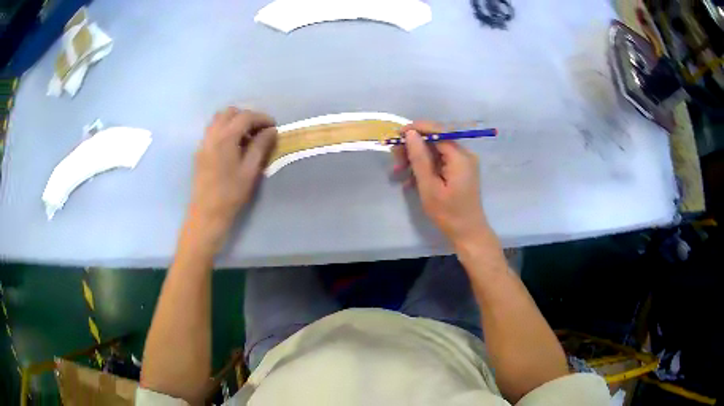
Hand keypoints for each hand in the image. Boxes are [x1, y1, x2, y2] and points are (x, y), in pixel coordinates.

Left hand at [187, 107, 276, 247]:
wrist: (207, 213)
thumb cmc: (231, 194)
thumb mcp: (250, 170)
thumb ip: (260, 146)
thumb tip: (271, 131)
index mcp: (226, 138)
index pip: (245, 117)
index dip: (261, 118)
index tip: (273, 127)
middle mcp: (212, 135)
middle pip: (230, 112)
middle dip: (247, 116)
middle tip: (259, 130)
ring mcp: (204, 142)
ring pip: (219, 119)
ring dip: (234, 121)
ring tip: (247, 137)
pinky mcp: (200, 151)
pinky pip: (213, 130)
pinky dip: (225, 129)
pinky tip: (233, 145)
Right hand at [393, 121, 490, 245]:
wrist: (468, 233)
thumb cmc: (448, 213)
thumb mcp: (429, 187)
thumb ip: (419, 158)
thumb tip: (410, 134)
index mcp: (460, 157)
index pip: (437, 132)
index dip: (416, 129)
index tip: (396, 134)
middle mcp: (464, 155)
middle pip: (435, 140)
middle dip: (414, 147)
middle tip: (395, 159)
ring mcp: (463, 163)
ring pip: (435, 151)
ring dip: (416, 159)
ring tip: (398, 171)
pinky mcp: (460, 171)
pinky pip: (440, 162)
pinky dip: (425, 167)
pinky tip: (410, 180)